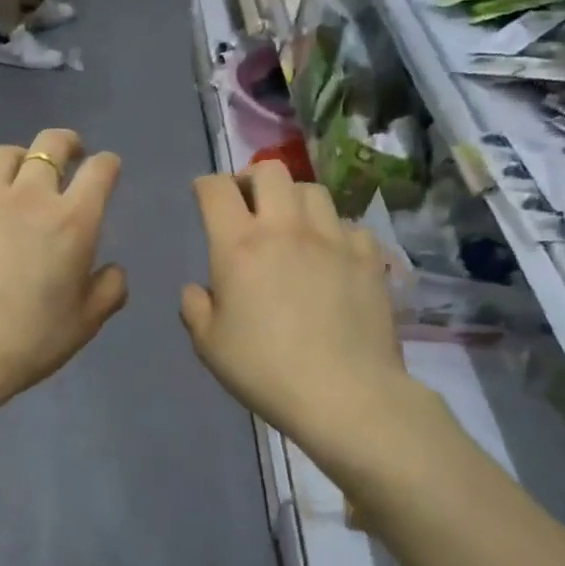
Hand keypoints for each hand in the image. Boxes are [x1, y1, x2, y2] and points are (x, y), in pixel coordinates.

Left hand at [0, 129, 127, 417]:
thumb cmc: (29, 342)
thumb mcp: (86, 324)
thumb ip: (110, 289)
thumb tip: (112, 268)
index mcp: (72, 221)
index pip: (100, 171)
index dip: (107, 165)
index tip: (107, 170)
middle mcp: (28, 198)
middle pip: (50, 145)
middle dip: (66, 144)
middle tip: (69, 154)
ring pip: (2, 156)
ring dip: (18, 160)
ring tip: (18, 178)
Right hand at [180, 163, 415, 468]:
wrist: (345, 394)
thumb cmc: (265, 370)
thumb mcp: (209, 346)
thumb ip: (195, 308)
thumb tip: (197, 289)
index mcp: (239, 246)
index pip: (216, 190)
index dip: (205, 186)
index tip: (203, 197)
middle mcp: (286, 229)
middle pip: (271, 171)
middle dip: (252, 179)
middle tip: (248, 206)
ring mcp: (333, 239)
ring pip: (313, 190)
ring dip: (294, 200)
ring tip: (291, 226)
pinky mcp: (369, 257)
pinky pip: (349, 225)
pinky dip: (334, 232)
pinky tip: (331, 256)